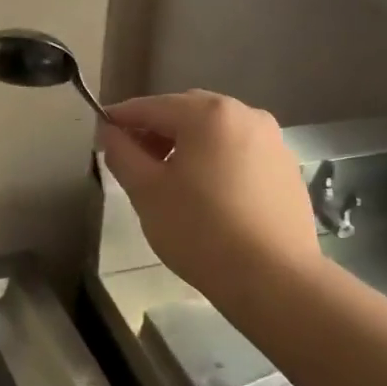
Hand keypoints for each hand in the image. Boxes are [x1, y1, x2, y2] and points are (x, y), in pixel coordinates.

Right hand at [98, 91, 318, 296]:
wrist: (274, 279)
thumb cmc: (200, 230)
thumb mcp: (147, 192)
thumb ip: (122, 154)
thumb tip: (110, 132)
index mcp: (208, 113)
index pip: (152, 106)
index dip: (121, 118)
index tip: (100, 132)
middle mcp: (245, 114)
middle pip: (187, 112)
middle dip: (156, 130)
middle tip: (134, 160)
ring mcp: (272, 140)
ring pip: (216, 132)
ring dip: (187, 145)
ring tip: (170, 180)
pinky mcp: (286, 168)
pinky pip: (240, 152)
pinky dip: (216, 161)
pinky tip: (208, 195)